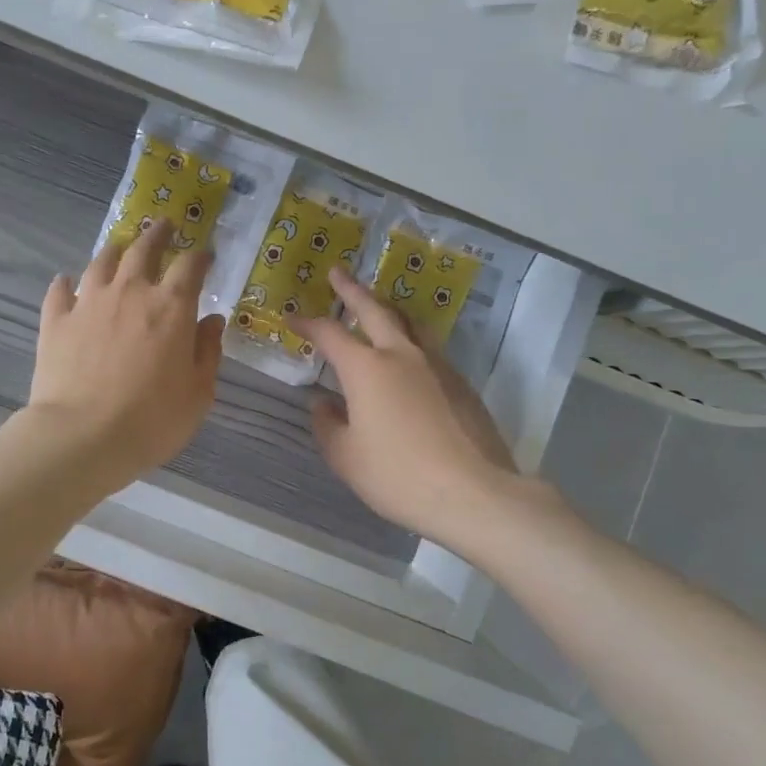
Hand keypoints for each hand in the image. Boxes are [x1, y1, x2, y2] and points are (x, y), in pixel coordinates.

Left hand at [27, 220, 224, 493]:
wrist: (83, 437)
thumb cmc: (152, 420)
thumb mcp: (198, 394)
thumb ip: (208, 352)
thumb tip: (212, 321)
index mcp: (171, 307)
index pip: (190, 266)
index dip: (200, 256)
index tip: (205, 255)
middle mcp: (130, 292)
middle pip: (144, 249)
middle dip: (157, 235)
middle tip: (164, 226)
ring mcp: (88, 303)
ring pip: (101, 261)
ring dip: (114, 250)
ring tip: (119, 247)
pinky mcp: (56, 321)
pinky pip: (60, 291)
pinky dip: (66, 284)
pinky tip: (66, 283)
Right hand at [291, 268, 555, 549]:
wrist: (473, 493)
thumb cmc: (398, 476)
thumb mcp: (346, 458)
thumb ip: (328, 426)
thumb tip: (324, 404)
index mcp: (366, 369)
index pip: (330, 334)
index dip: (308, 323)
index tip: (292, 318)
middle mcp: (402, 355)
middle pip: (374, 310)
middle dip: (352, 290)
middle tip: (338, 272)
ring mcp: (437, 366)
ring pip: (409, 323)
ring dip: (387, 309)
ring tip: (377, 305)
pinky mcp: (461, 383)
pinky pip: (429, 348)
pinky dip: (411, 339)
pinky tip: (408, 358)